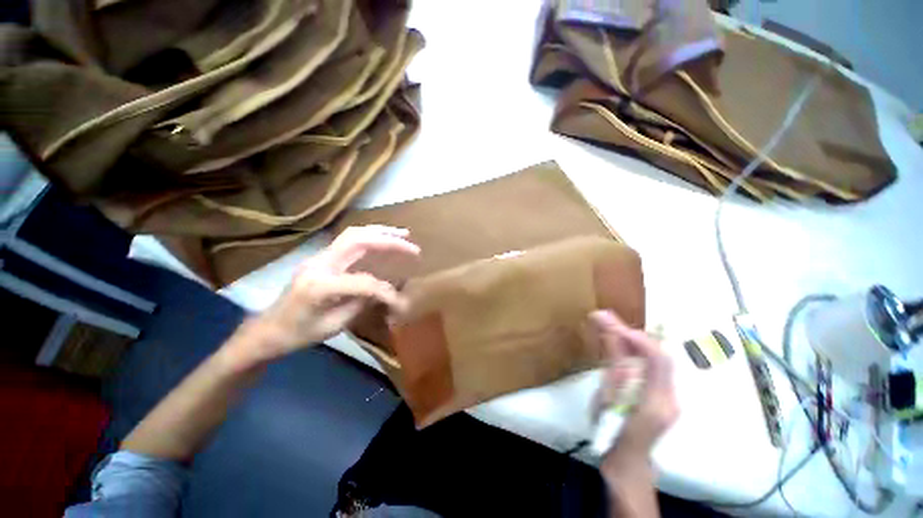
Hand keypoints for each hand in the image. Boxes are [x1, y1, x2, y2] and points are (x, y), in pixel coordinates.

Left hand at [237, 226, 419, 363]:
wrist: (267, 329)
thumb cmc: (297, 334)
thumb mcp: (332, 327)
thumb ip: (361, 304)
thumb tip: (387, 292)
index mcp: (319, 286)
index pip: (363, 281)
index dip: (386, 291)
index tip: (400, 302)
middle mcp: (319, 264)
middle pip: (358, 240)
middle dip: (388, 241)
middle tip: (412, 246)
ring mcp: (318, 257)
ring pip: (353, 234)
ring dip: (380, 232)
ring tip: (402, 235)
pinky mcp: (321, 257)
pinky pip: (349, 240)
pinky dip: (370, 236)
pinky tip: (382, 239)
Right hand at [589, 310, 677, 462]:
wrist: (626, 463)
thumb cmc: (614, 435)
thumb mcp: (609, 403)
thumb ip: (614, 371)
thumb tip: (614, 340)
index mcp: (658, 400)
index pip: (659, 361)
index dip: (640, 340)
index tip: (616, 326)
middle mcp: (668, 395)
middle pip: (655, 356)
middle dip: (630, 334)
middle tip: (604, 316)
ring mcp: (665, 396)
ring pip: (651, 360)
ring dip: (629, 339)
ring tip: (607, 321)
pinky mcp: (657, 396)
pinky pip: (646, 367)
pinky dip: (630, 351)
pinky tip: (616, 339)